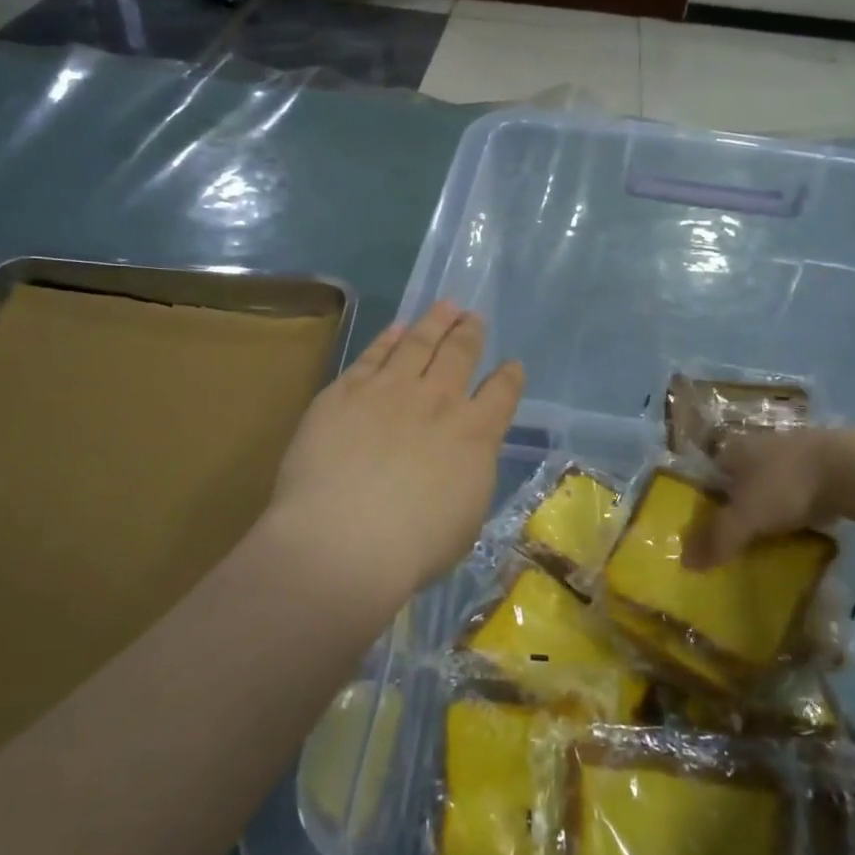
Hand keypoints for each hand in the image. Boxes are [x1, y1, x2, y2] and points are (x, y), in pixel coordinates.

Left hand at [265, 302, 523, 610]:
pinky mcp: (345, 391)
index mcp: (475, 434)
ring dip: (434, 322)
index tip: (512, 366)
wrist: (343, 540)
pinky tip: (396, 329)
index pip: (501, 394)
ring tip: (445, 306)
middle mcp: (437, 400)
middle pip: (459, 354)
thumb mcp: (466, 519)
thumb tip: (464, 457)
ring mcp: (389, 390)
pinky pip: (373, 354)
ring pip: (418, 343)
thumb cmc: (412, 548)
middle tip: (473, 318)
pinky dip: (388, 338)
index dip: (509, 376)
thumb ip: (469, 475)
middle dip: (469, 333)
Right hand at [683, 427, 846, 568]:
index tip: (707, 527)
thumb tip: (685, 563)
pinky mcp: (824, 466)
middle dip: (737, 505)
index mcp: (733, 450)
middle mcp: (759, 445)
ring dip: (768, 506)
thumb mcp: (745, 517)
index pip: (708, 474)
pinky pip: (798, 491)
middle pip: (739, 479)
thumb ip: (717, 539)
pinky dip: (796, 508)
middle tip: (736, 536)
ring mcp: (794, 453)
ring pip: (770, 484)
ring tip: (767, 537)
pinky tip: (799, 528)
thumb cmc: (786, 485)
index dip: (704, 500)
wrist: (853, 469)